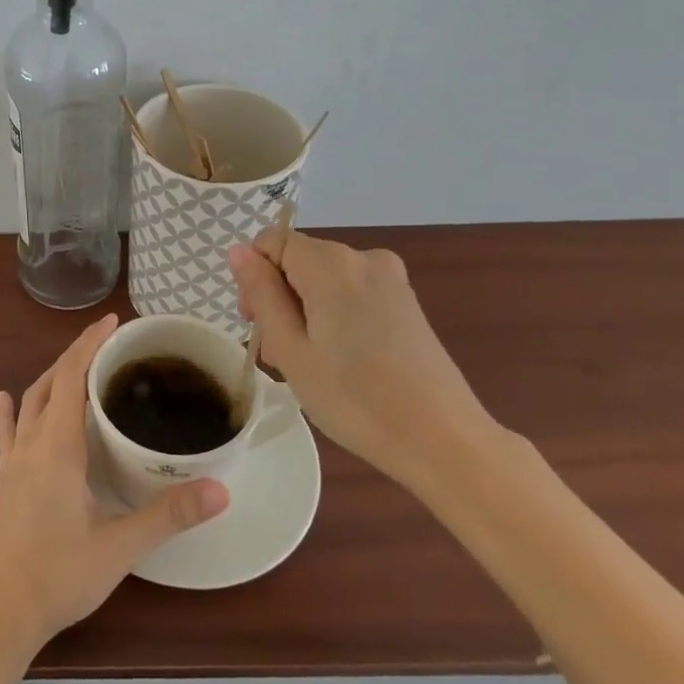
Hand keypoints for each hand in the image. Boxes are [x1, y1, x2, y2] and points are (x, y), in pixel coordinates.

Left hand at [0, 314, 229, 655]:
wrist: (1, 613)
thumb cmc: (60, 575)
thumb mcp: (121, 546)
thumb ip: (169, 515)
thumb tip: (221, 488)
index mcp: (57, 445)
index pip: (71, 375)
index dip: (90, 343)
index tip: (114, 322)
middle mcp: (31, 442)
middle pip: (50, 380)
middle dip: (76, 354)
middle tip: (109, 343)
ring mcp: (13, 461)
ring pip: (30, 401)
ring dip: (52, 377)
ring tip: (78, 367)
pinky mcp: (5, 481)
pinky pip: (7, 433)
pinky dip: (11, 411)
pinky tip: (4, 400)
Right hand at [229, 233, 495, 490]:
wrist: (444, 441)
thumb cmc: (355, 399)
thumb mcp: (291, 349)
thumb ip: (261, 293)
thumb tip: (239, 251)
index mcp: (331, 263)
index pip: (272, 242)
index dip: (254, 277)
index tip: (257, 323)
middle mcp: (363, 257)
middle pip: (298, 261)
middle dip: (279, 298)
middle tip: (280, 355)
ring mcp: (390, 278)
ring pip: (323, 279)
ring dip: (305, 311)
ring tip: (310, 365)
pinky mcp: (406, 301)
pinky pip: (350, 292)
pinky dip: (333, 316)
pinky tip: (341, 360)